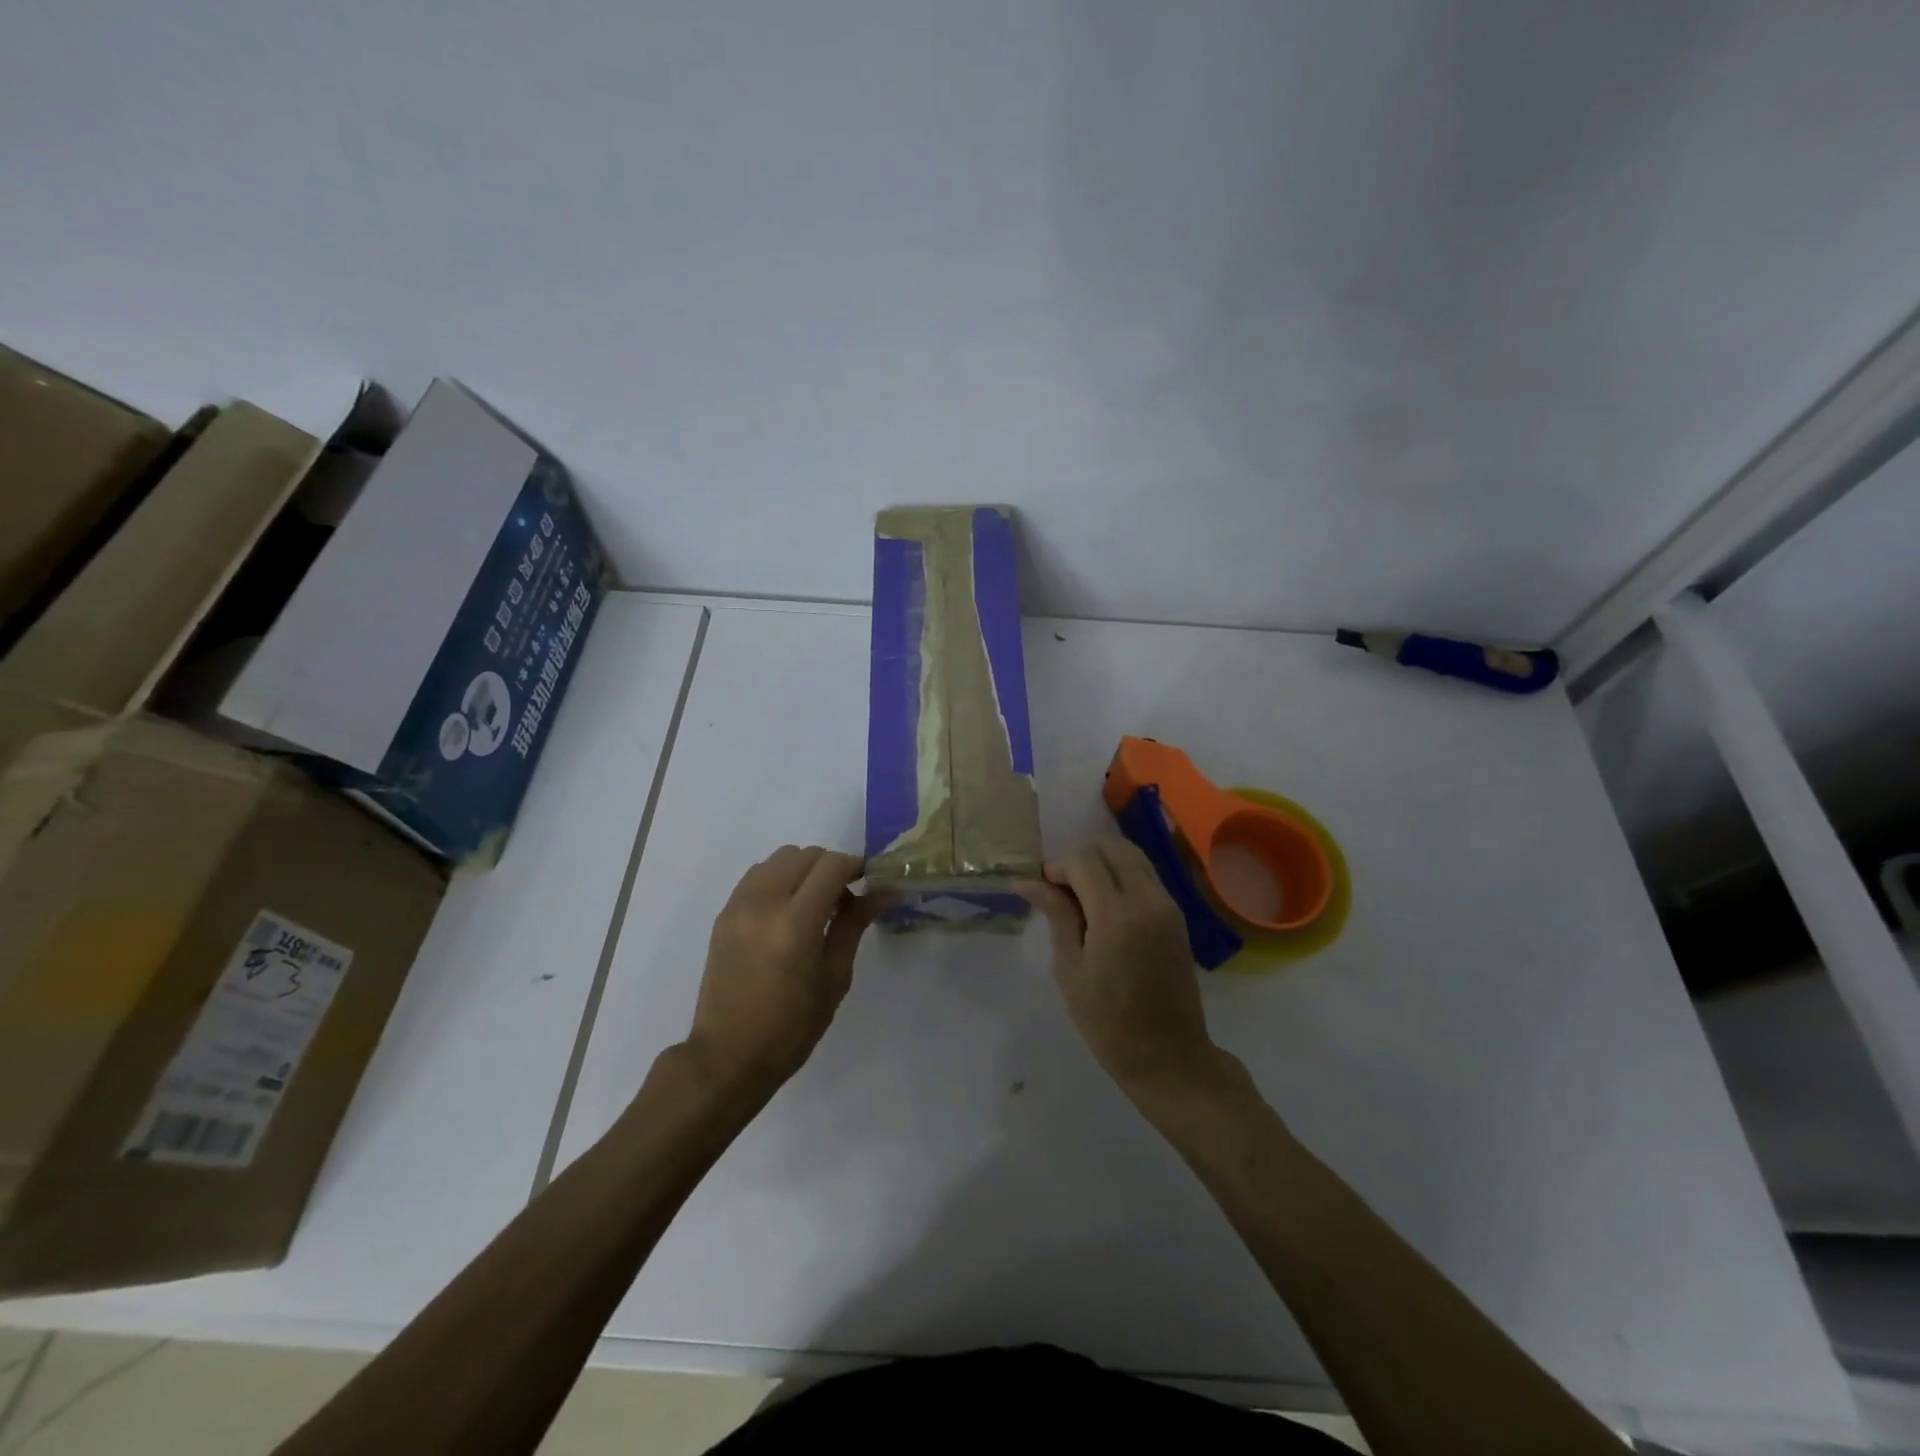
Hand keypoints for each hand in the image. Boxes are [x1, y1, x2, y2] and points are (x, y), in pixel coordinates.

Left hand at [685, 845, 877, 1094]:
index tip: (871, 882)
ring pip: (779, 858)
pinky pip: (757, 875)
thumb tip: (883, 893)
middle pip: (805, 855)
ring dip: (803, 870)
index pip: (831, 866)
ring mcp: (738, 906)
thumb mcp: (834, 979)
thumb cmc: (791, 1027)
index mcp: (795, 923)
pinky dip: (779, 879)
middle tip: (845, 900)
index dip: (856, 866)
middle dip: (831, 867)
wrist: (727, 1057)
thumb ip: (855, 926)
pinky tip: (787, 912)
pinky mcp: (724, 914)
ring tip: (814, 904)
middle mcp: (763, 903)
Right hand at [1017, 837, 1216, 1096]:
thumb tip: (1028, 881)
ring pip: (1132, 855)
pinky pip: (1146, 875)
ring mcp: (1167, 904)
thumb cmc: (1108, 1021)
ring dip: (1104, 863)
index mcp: (1116, 915)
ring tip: (1083, 896)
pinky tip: (1105, 906)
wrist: (1169, 1055)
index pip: (1084, 860)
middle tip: (1062, 890)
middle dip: (1081, 858)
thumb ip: (1056, 916)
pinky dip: (1122, 875)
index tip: (1042, 888)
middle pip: (1111, 847)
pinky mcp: (1177, 914)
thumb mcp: (1070, 970)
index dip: (1058, 867)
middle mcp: (1147, 899)